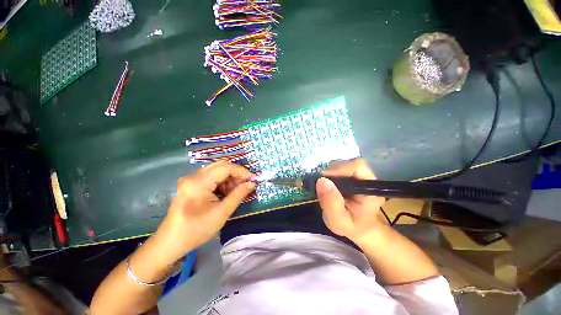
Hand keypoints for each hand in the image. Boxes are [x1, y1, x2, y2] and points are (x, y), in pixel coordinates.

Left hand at [154, 161, 255, 263]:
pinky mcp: (190, 185)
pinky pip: (211, 178)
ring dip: (229, 179)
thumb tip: (252, 184)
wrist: (170, 243)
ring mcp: (190, 180)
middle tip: (246, 184)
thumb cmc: (196, 230)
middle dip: (236, 174)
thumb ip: (238, 195)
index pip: (225, 167)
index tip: (253, 180)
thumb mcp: (222, 213)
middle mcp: (193, 176)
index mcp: (199, 182)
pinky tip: (226, 193)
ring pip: (216, 171)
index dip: (242, 172)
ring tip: (237, 191)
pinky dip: (222, 183)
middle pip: (221, 166)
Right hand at [317, 158, 385, 242]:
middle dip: (331, 171)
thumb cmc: (351, 227)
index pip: (357, 167)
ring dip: (328, 172)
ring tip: (322, 186)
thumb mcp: (339, 221)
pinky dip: (328, 174)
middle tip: (320, 185)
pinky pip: (337, 168)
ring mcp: (358, 175)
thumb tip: (321, 180)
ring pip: (341, 164)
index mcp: (370, 188)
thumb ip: (331, 203)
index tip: (323, 179)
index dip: (339, 169)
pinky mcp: (350, 175)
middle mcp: (366, 178)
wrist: (358, 228)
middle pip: (348, 163)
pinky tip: (325, 184)